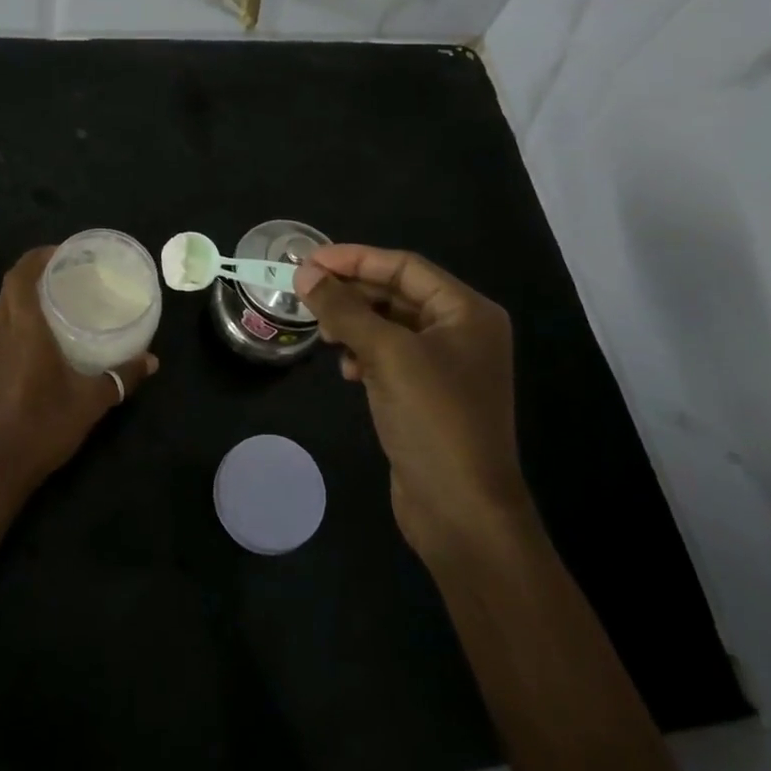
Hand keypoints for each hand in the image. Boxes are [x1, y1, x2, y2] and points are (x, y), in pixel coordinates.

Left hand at [0, 246, 157, 509]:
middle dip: (35, 270)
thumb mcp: (91, 402)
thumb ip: (122, 377)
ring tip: (57, 297)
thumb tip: (152, 360)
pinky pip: (0, 327)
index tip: (64, 251)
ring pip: (2, 307)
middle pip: (10, 286)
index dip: (38, 256)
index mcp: (24, 330)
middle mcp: (1, 332)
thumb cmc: (42, 428)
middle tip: (67, 271)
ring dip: (24, 293)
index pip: (21, 275)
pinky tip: (41, 336)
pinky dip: (18, 316)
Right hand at [295, 245, 527, 560]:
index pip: (404, 267)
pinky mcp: (427, 395)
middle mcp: (461, 331)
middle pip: (396, 294)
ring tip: (326, 336)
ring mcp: (444, 365)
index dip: (355, 259)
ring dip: (354, 325)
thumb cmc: (434, 419)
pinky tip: (348, 370)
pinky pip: (389, 357)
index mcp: (467, 311)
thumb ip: (344, 309)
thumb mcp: (387, 355)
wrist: (462, 511)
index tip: (308, 260)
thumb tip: (304, 272)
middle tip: (306, 294)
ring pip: (389, 326)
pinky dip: (365, 355)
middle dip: (352, 293)